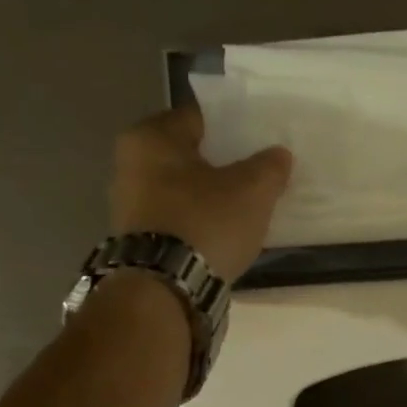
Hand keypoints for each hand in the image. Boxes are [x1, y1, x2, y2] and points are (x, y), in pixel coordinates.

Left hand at [109, 106, 291, 282]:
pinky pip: (176, 218)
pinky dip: (198, 221)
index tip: (259, 139)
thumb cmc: (205, 222)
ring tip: (244, 205)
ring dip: (208, 195)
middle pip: (188, 154)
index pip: (199, 117)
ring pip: (181, 188)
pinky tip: (223, 232)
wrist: (165, 289)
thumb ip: (270, 166)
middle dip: (221, 162)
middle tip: (256, 172)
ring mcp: (128, 205)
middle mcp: (129, 164)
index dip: (233, 125)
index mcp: (150, 137)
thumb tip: (278, 155)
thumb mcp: (252, 190)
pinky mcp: (137, 240)